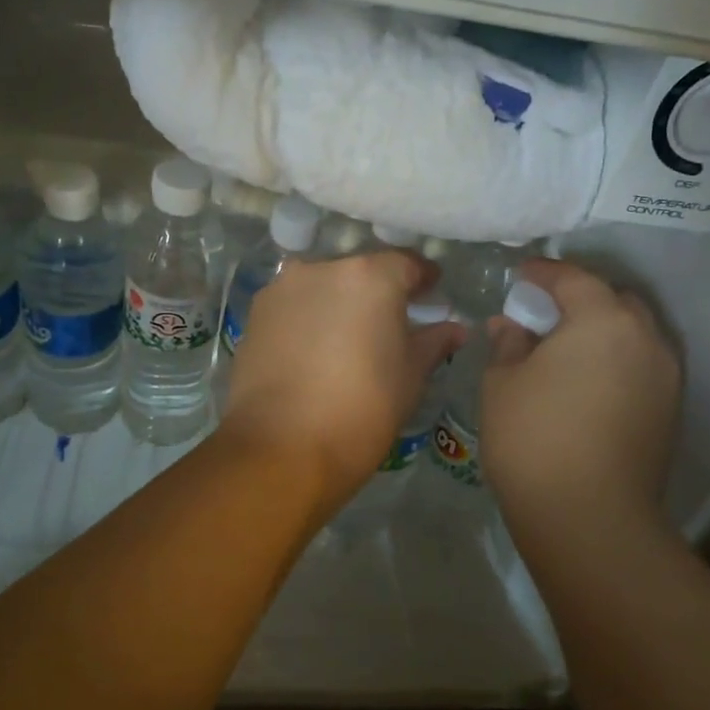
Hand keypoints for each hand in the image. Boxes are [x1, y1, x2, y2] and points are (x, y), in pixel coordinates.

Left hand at [221, 251, 464, 510]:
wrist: (283, 446)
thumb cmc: (364, 408)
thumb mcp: (411, 375)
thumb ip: (434, 342)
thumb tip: (454, 328)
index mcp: (370, 275)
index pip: (407, 263)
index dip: (424, 279)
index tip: (432, 296)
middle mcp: (322, 267)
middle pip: (360, 271)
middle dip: (378, 290)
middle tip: (390, 321)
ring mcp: (282, 288)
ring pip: (322, 285)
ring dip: (339, 302)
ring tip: (348, 337)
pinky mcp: (255, 314)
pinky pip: (293, 305)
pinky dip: (308, 318)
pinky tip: (314, 349)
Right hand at [479, 258, 681, 536]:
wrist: (589, 517)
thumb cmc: (534, 438)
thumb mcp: (502, 383)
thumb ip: (508, 344)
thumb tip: (510, 325)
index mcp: (603, 321)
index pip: (574, 279)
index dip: (544, 273)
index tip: (520, 275)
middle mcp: (646, 339)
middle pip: (615, 301)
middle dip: (582, 298)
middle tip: (546, 312)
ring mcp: (665, 377)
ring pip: (635, 334)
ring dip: (603, 331)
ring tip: (567, 349)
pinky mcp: (670, 411)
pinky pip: (642, 365)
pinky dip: (617, 360)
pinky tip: (588, 381)